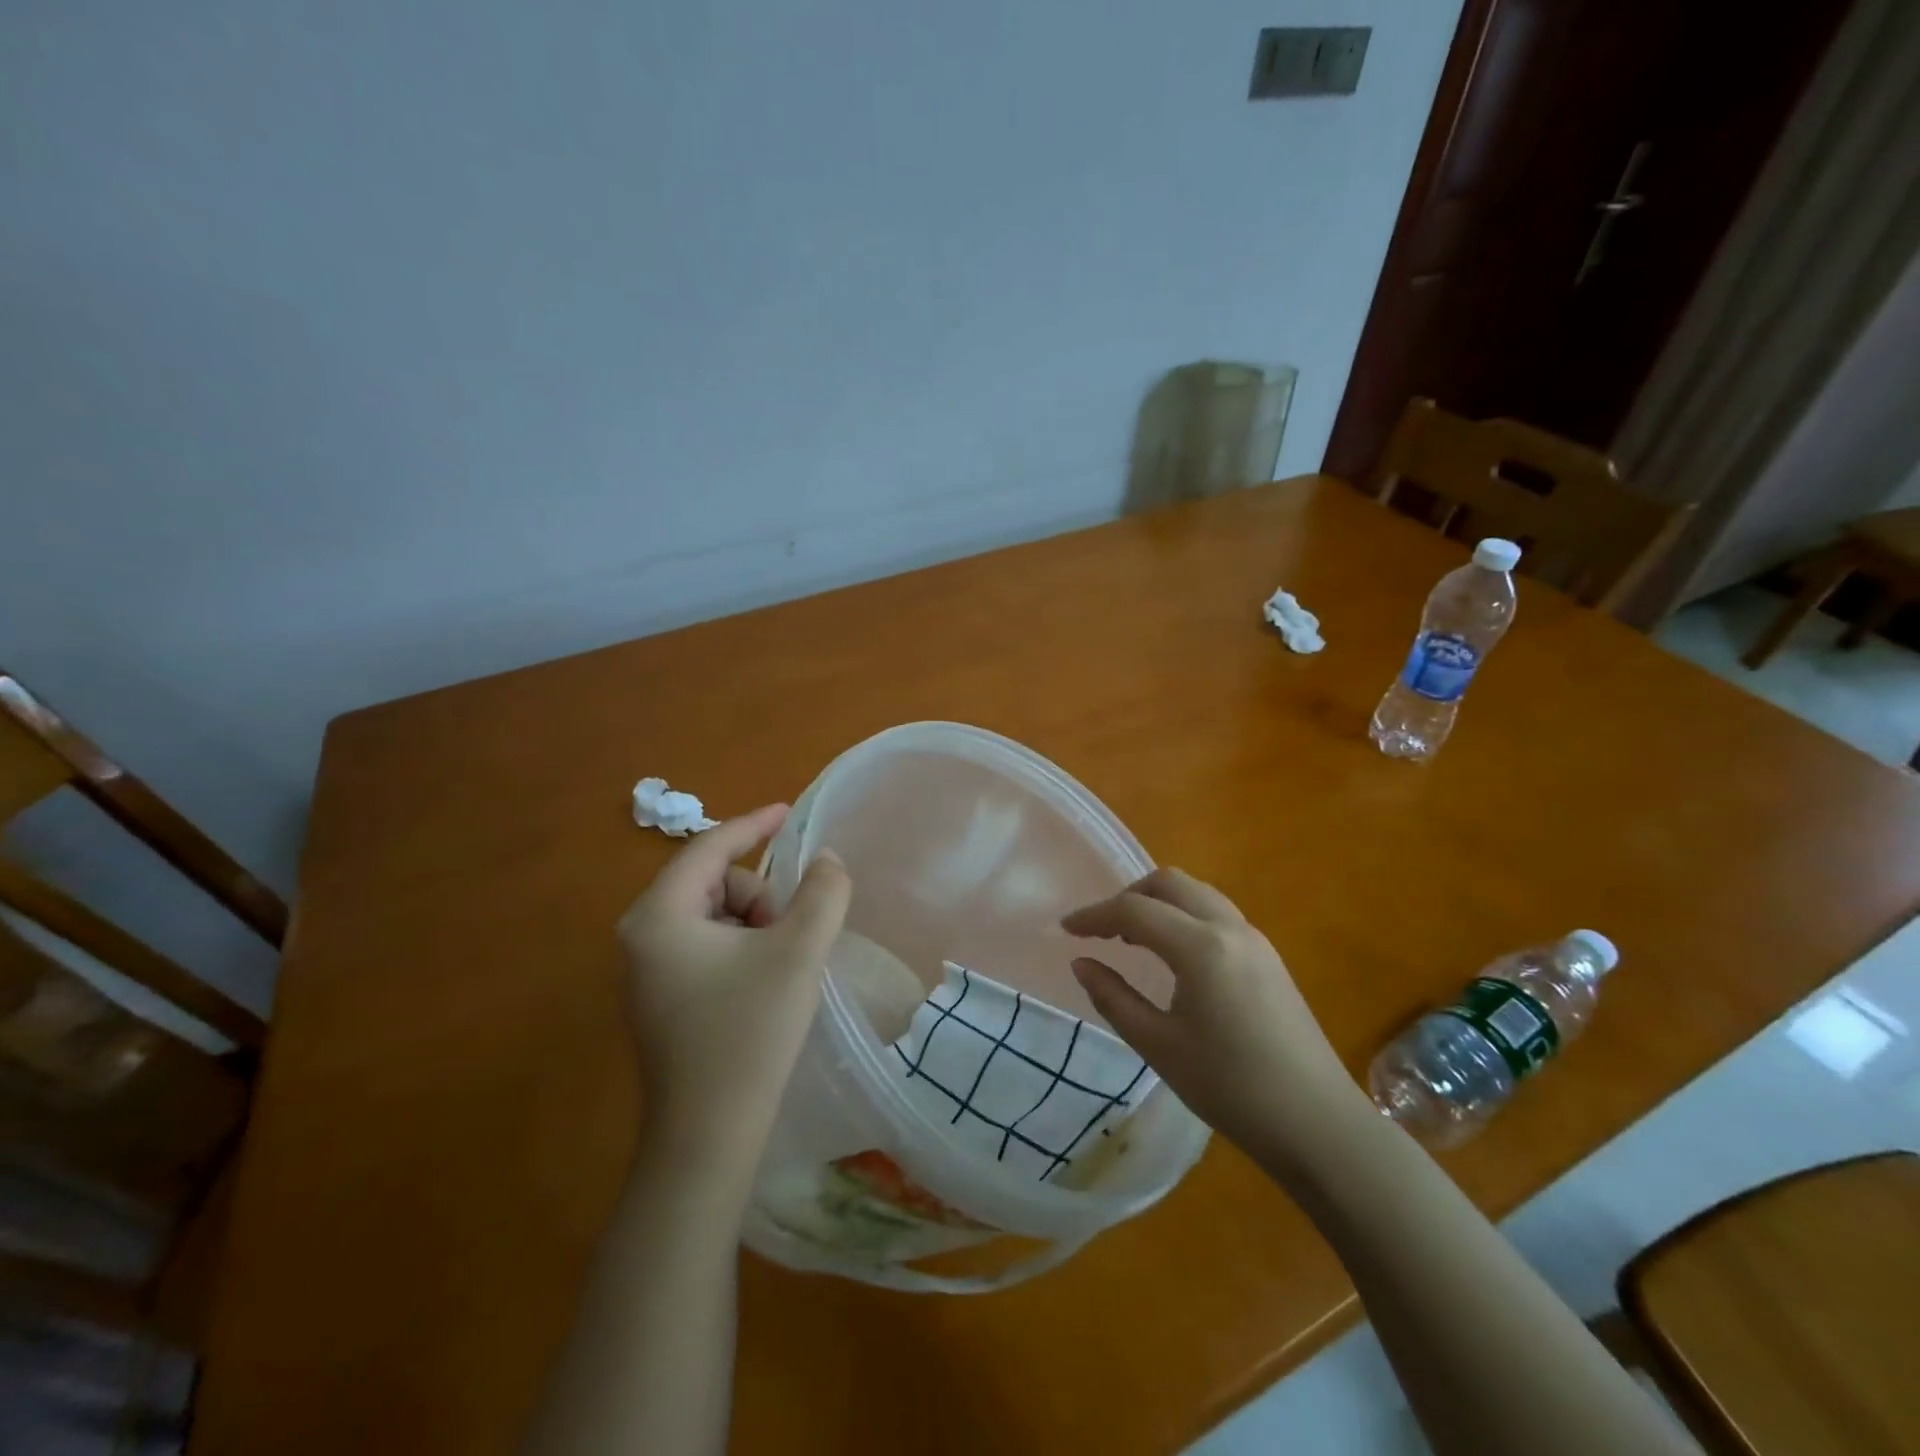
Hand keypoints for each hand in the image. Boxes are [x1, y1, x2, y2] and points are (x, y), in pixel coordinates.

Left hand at [616, 804, 851, 1184]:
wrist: (708, 1138)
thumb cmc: (749, 1034)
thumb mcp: (797, 953)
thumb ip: (822, 894)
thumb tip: (827, 861)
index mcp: (660, 915)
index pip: (709, 847)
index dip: (754, 824)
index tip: (790, 812)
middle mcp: (641, 936)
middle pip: (713, 883)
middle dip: (759, 897)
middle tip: (789, 936)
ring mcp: (646, 970)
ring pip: (714, 915)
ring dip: (754, 925)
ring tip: (778, 967)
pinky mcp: (660, 999)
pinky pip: (706, 945)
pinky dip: (741, 948)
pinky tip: (762, 984)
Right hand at [1063, 868, 1371, 1168]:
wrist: (1318, 1125)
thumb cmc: (1231, 1088)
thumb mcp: (1159, 1046)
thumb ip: (1114, 998)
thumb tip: (1081, 963)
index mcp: (1201, 947)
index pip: (1135, 911)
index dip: (1095, 916)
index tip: (1066, 929)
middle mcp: (1230, 929)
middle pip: (1169, 884)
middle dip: (1128, 896)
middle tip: (1101, 929)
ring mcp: (1255, 940)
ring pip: (1196, 894)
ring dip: (1159, 903)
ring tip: (1132, 938)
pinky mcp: (1269, 957)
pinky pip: (1216, 914)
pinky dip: (1183, 916)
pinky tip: (1172, 953)